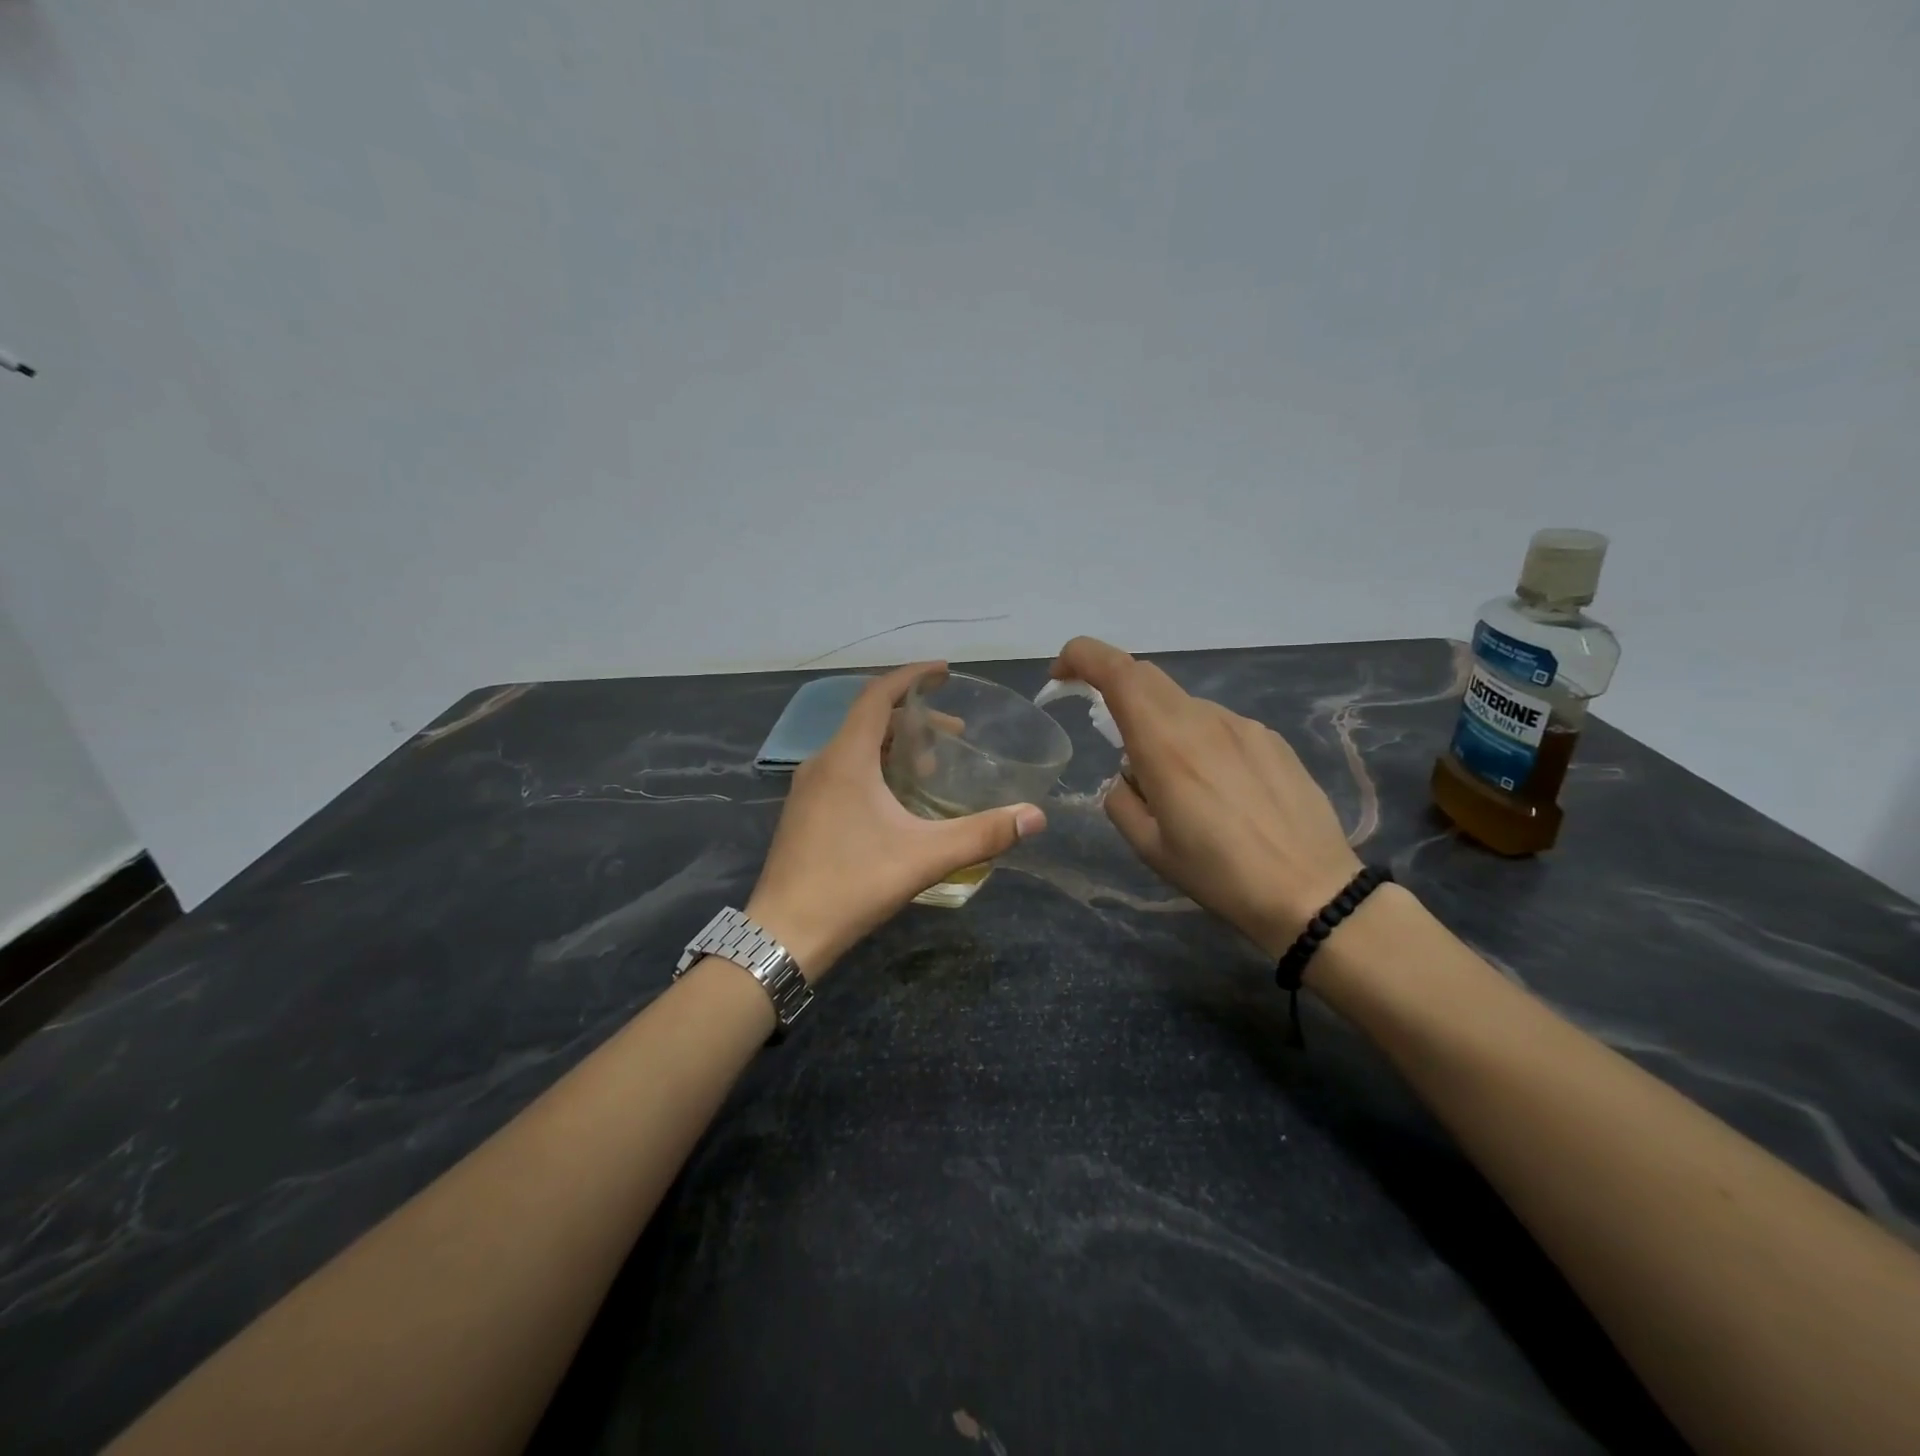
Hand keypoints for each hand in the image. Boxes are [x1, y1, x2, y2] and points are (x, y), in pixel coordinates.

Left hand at [745, 663, 1047, 979]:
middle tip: (954, 735)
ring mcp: (807, 789)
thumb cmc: (852, 884)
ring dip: (894, 746)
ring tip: (932, 768)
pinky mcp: (804, 813)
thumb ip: (981, 834)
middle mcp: (822, 763)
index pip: (877, 696)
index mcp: (846, 758)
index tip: (944, 672)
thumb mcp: (924, 857)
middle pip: (870, 721)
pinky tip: (897, 802)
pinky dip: (875, 767)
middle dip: (914, 719)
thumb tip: (1035, 817)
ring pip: (855, 748)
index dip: (912, 677)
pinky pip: (844, 770)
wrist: (785, 933)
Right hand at [1050, 637, 1360, 957]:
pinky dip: (1198, 740)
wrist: (1311, 891)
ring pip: (1183, 705)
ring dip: (1161, 725)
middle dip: (1114, 689)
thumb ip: (1120, 798)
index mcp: (1165, 743)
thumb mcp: (1148, 847)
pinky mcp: (1270, 739)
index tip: (1061, 675)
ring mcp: (1242, 725)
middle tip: (1105, 729)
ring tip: (1176, 785)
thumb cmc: (1219, 874)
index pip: (1117, 671)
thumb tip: (1128, 774)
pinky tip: (1218, 790)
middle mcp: (1203, 719)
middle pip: (1146, 677)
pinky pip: (1218, 725)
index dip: (1082, 658)